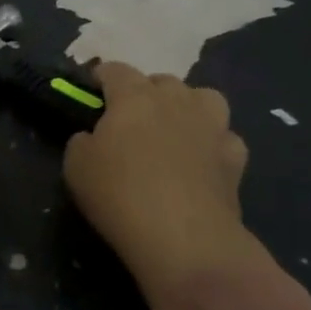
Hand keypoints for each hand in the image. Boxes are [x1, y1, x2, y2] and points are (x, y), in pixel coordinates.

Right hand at [63, 63, 270, 304]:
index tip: (92, 92)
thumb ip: (82, 141)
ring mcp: (211, 127)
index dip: (102, 77)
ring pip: (203, 98)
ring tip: (174, 130)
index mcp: (134, 96)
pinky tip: (202, 162)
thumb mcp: (75, 166)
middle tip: (130, 120)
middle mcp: (176, 101)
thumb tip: (93, 137)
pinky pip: (224, 138)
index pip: (115, 70)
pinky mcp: (236, 158)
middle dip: (146, 92)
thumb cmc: (120, 194)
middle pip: (161, 81)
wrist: (183, 239)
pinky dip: (213, 144)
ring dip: (188, 106)